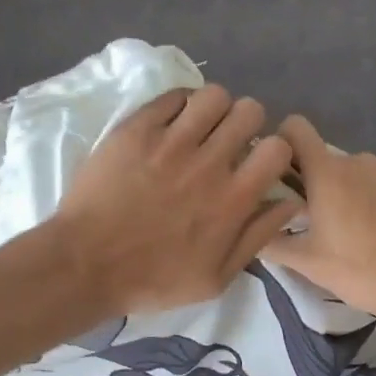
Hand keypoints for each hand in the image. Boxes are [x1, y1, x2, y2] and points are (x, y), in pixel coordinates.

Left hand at [52, 86, 300, 315]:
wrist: (85, 265)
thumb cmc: (153, 280)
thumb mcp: (215, 279)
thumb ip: (257, 238)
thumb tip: (289, 202)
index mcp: (233, 199)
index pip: (278, 148)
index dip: (273, 151)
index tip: (257, 163)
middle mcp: (208, 163)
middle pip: (249, 111)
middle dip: (246, 124)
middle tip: (228, 142)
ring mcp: (170, 141)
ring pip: (213, 95)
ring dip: (214, 110)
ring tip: (200, 128)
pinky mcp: (136, 130)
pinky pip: (171, 97)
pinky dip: (179, 105)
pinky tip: (172, 123)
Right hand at [263, 116, 375, 328]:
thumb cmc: (368, 272)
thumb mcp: (311, 266)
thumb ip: (273, 243)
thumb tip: (253, 230)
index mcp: (328, 173)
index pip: (295, 129)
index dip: (282, 144)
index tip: (280, 176)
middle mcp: (360, 160)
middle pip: (326, 161)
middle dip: (318, 186)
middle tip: (321, 228)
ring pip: (359, 174)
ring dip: (351, 195)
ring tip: (361, 237)